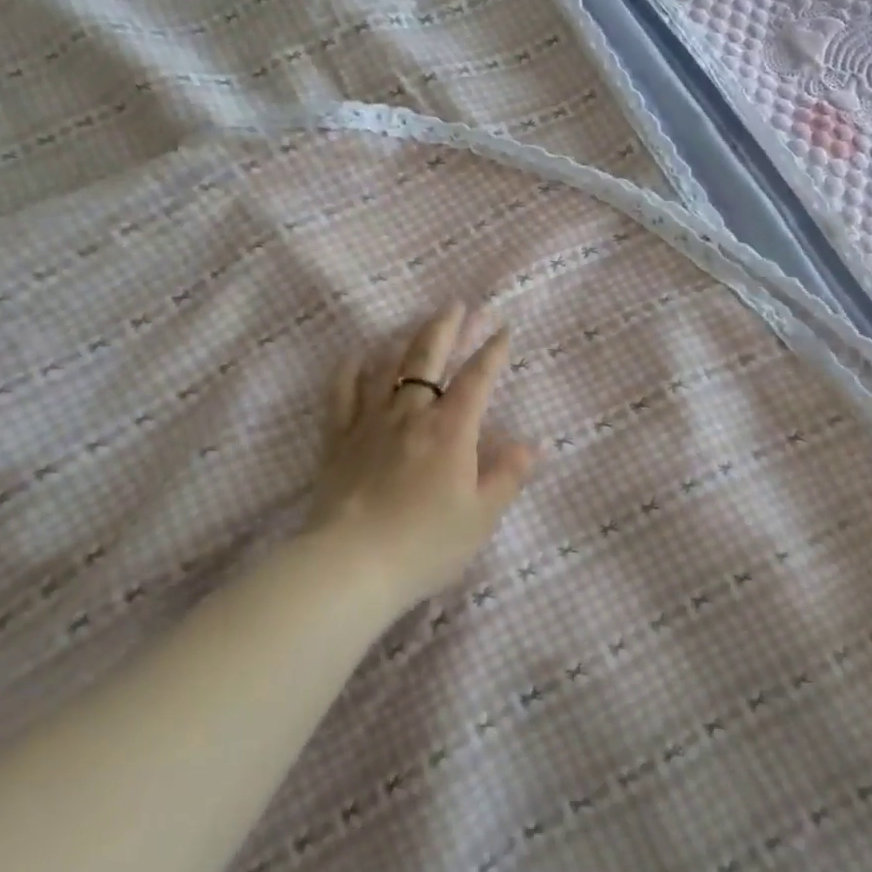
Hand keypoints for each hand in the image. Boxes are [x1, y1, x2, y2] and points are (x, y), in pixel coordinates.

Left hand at [308, 302, 535, 612]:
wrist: (351, 565)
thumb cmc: (425, 544)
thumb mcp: (480, 517)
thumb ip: (507, 476)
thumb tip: (533, 445)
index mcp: (451, 430)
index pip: (477, 379)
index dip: (492, 352)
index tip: (503, 330)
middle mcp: (411, 413)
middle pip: (428, 357)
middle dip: (447, 328)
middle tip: (457, 305)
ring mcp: (370, 422)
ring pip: (388, 367)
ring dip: (405, 341)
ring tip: (417, 325)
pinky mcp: (338, 439)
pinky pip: (341, 393)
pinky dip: (350, 369)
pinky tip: (357, 354)